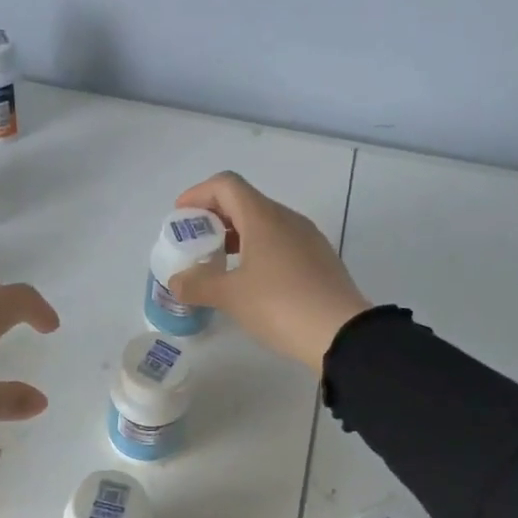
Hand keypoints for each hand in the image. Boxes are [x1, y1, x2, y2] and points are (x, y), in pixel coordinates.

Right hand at [168, 172, 370, 373]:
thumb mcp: (230, 297)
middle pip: (244, 202)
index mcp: (263, 217)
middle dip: (213, 217)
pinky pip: (279, 243)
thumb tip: (176, 281)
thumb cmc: (280, 305)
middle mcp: (287, 219)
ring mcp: (307, 238)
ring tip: (217, 264)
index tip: (180, 217)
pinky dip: (256, 251)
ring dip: (235, 236)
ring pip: (263, 224)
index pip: (226, 185)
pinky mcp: (318, 260)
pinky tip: (248, 281)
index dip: (197, 194)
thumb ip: (197, 285)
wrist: (340, 333)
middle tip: (194, 243)